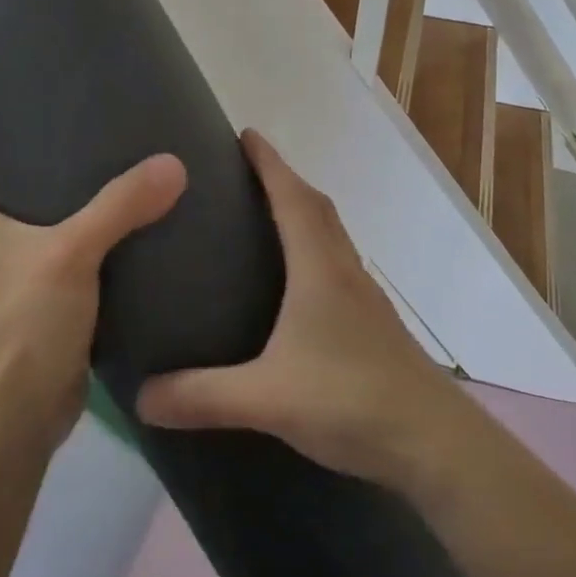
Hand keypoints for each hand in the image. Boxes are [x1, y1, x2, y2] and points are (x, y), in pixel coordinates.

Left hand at [0, 156, 185, 451]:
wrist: (15, 415)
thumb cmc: (25, 321)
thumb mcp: (72, 251)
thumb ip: (121, 205)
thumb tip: (173, 164)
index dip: (22, 139)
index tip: (68, 121)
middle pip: (31, 191)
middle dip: (70, 173)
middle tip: (117, 146)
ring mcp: (17, 277)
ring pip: (57, 230)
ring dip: (89, 214)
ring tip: (135, 184)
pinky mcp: (44, 307)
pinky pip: (76, 265)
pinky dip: (101, 252)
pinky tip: (138, 238)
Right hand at [136, 130, 465, 487]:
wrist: (435, 443)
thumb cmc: (351, 401)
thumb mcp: (266, 399)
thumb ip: (201, 396)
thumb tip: (140, 397)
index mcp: (319, 269)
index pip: (292, 197)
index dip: (269, 162)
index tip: (246, 133)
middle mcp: (344, 271)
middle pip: (316, 208)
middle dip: (283, 181)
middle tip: (246, 173)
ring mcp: (365, 298)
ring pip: (332, 237)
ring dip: (303, 214)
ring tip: (265, 218)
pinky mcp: (374, 325)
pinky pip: (338, 267)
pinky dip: (315, 252)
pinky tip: (296, 285)